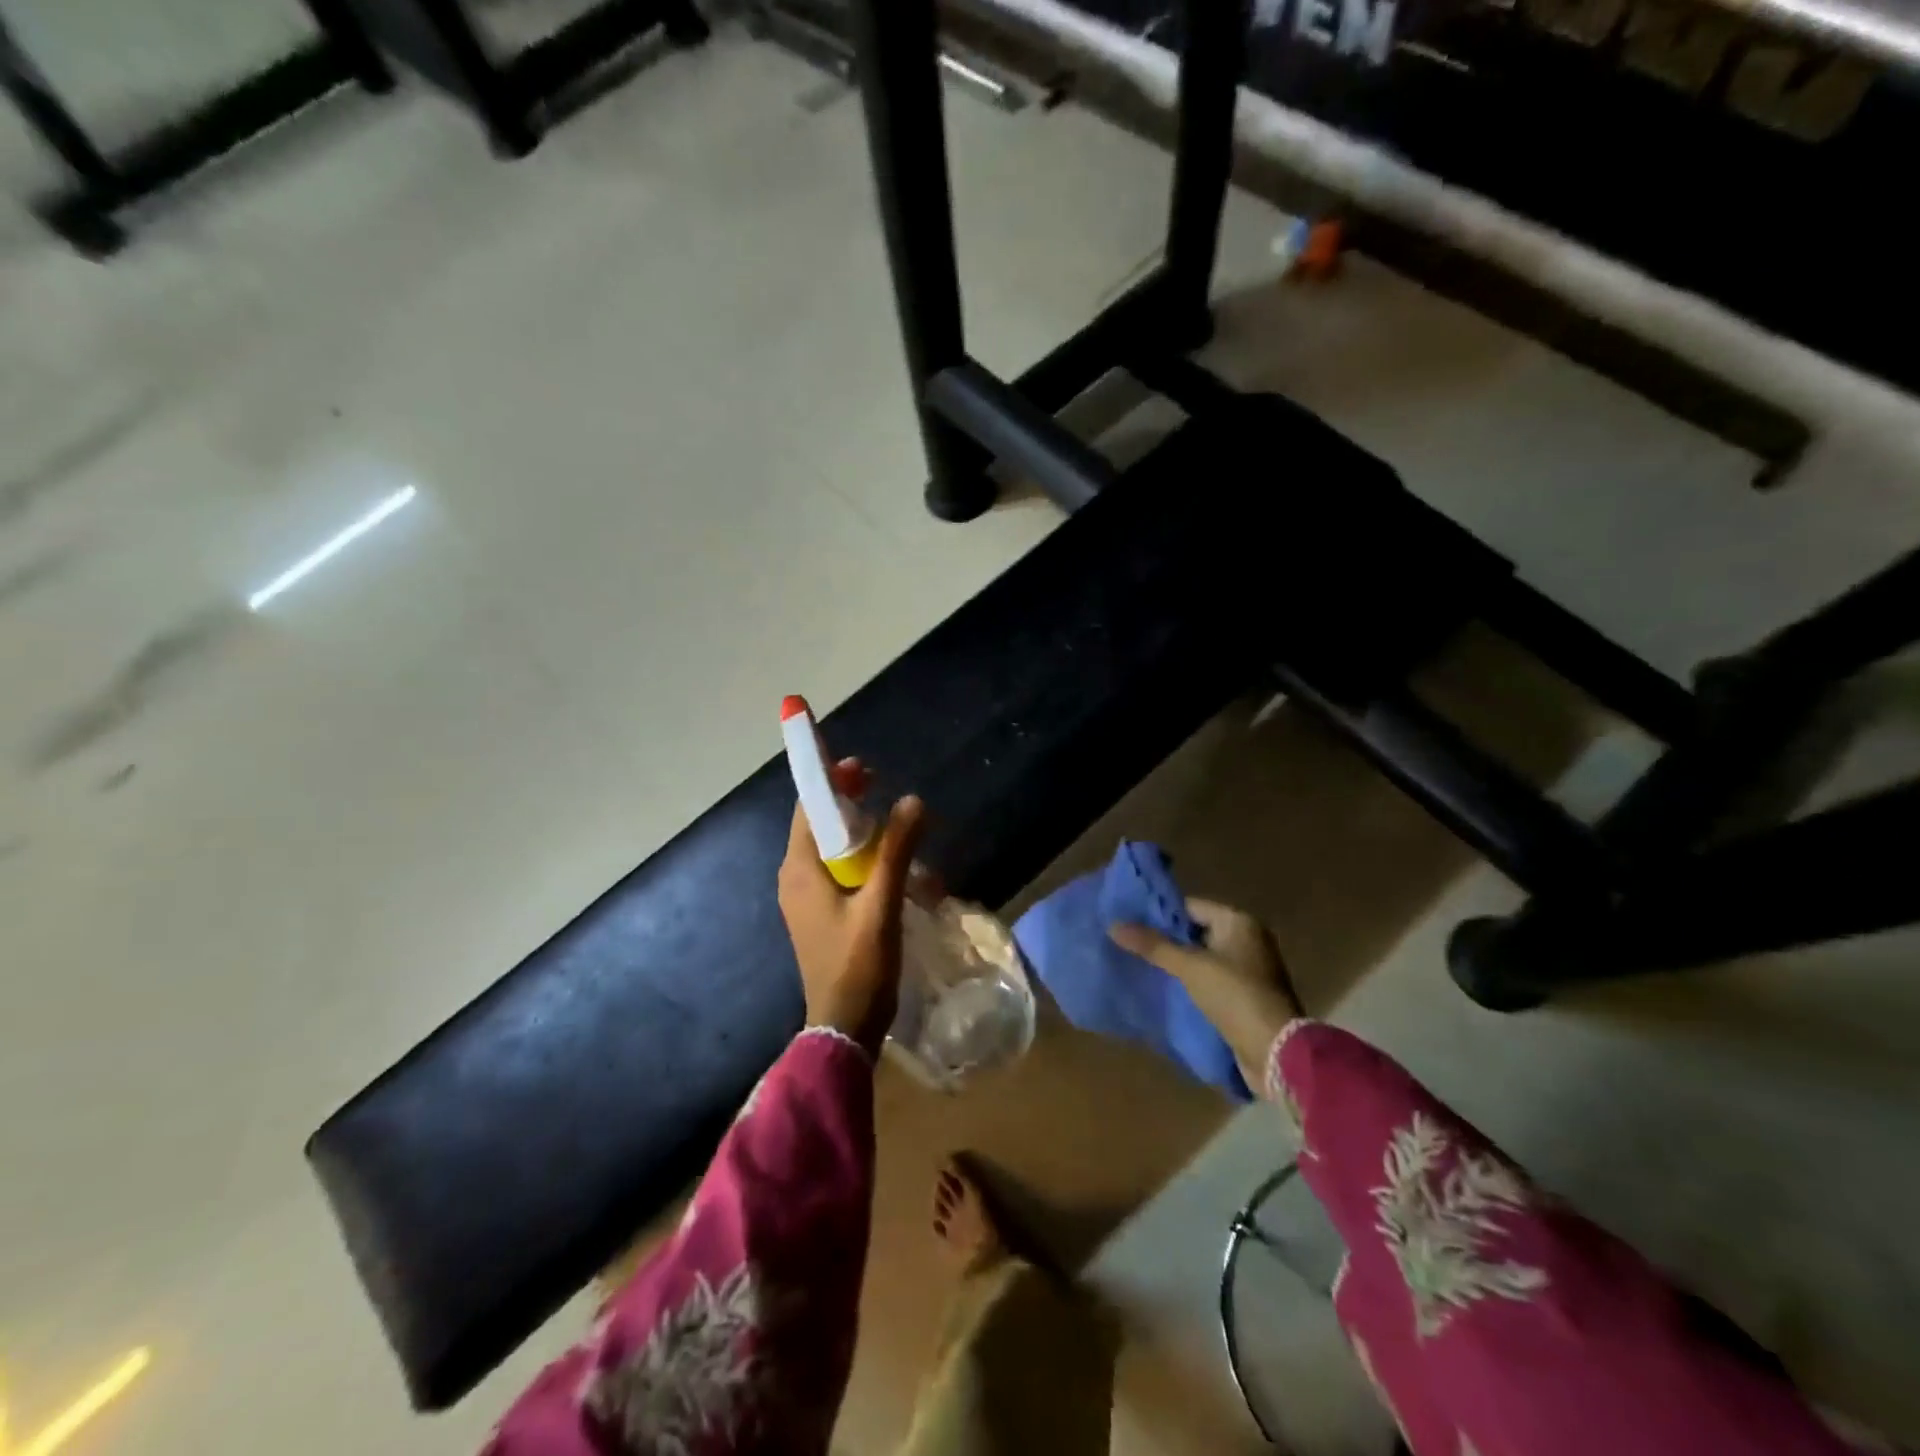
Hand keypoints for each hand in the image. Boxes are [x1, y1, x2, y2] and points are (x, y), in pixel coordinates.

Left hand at [778, 758, 925, 1053]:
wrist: (843, 1029)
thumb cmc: (858, 966)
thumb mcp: (881, 905)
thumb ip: (896, 851)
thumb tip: (912, 801)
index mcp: (799, 870)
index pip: (807, 808)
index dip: (832, 782)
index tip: (864, 770)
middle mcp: (795, 878)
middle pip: (820, 825)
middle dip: (852, 806)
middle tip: (886, 793)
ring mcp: (805, 899)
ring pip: (832, 850)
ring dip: (863, 836)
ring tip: (900, 834)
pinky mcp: (819, 915)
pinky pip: (838, 873)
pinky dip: (863, 862)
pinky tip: (895, 872)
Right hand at [1109, 900, 1300, 1093]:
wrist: (1275, 1051)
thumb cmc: (1234, 996)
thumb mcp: (1190, 967)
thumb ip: (1153, 945)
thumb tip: (1113, 925)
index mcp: (1239, 922)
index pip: (1191, 907)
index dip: (1160, 914)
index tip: (1129, 921)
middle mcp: (1247, 940)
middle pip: (1195, 932)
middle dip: (1165, 940)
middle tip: (1129, 943)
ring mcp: (1248, 969)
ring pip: (1201, 958)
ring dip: (1176, 963)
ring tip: (1140, 965)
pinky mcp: (1245, 996)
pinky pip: (1209, 980)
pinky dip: (1189, 983)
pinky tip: (1163, 988)